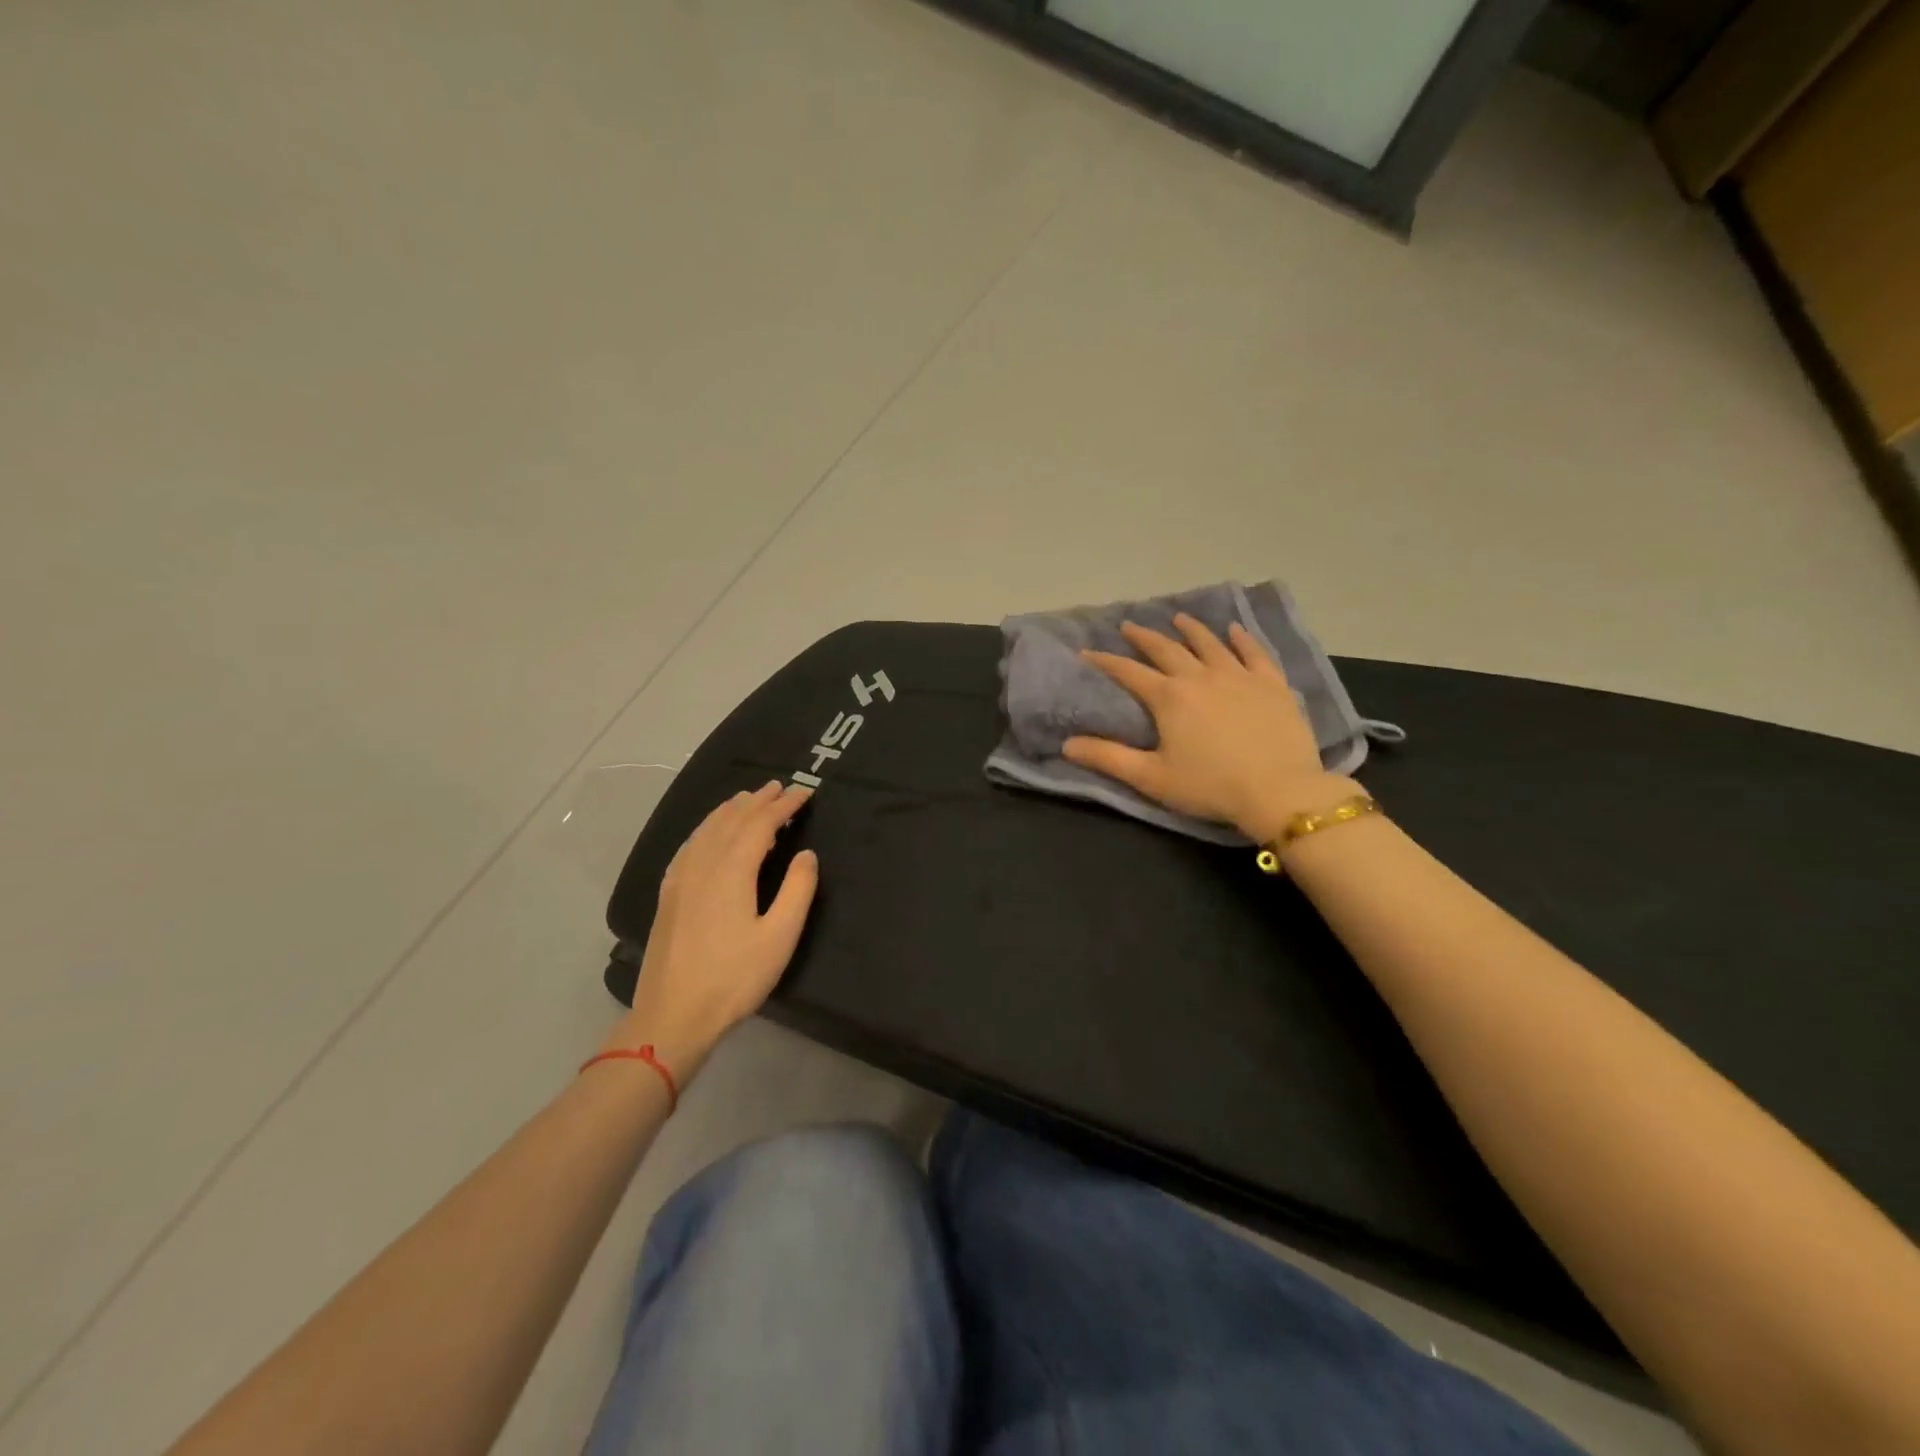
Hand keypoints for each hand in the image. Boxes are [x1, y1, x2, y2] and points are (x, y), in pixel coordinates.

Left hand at [604, 781, 817, 1077]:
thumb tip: (806, 854)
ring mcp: (680, 878)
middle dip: (758, 800)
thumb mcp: (780, 937)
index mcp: (732, 870)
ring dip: (731, 810)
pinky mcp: (669, 894)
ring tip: (749, 799)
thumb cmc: (734, 978)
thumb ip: (797, 890)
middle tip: (779, 787)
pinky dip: (706, 828)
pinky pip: (690, 845)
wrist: (672, 1016)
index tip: (805, 792)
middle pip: (731, 819)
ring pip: (706, 829)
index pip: (760, 824)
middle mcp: (703, 864)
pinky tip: (710, 833)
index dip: (784, 805)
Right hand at [1062, 615, 1356, 843]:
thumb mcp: (1151, 777)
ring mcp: (1239, 676)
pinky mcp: (1271, 684)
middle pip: (1167, 649)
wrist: (1279, 791)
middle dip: (1144, 637)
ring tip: (1178, 618)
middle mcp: (1200, 676)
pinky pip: (1254, 653)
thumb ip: (1108, 758)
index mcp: (1169, 697)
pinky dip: (1242, 639)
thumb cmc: (1210, 786)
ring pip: (1210, 644)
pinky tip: (1235, 630)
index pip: (1129, 672)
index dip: (1105, 661)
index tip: (1087, 652)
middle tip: (1129, 625)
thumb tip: (1066, 744)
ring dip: (1191, 629)